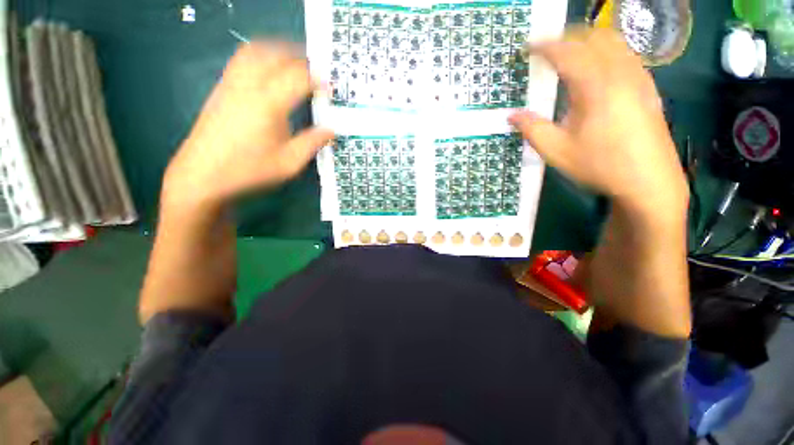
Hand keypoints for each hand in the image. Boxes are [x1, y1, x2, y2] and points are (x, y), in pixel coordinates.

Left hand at [162, 42, 333, 208]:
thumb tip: (330, 131)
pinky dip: (260, 56)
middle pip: (277, 55)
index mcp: (268, 104)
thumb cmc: (249, 171)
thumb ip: (312, 143)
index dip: (318, 80)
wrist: (203, 175)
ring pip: (256, 50)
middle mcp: (248, 86)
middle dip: (300, 58)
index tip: (330, 90)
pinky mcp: (221, 89)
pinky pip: (242, 59)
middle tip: (316, 73)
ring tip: (294, 64)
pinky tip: (268, 71)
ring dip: (278, 51)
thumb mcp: (289, 163)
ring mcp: (231, 84)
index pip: (298, 78)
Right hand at [509, 28, 686, 216]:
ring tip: (569, 55)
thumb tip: (511, 116)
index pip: (567, 53)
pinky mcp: (648, 88)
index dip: (544, 47)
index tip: (527, 49)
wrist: (649, 182)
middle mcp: (621, 74)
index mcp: (596, 87)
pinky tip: (597, 70)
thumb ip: (532, 129)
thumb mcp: (557, 152)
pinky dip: (606, 52)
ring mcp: (639, 78)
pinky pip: (626, 55)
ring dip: (588, 41)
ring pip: (614, 42)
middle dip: (568, 37)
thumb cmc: (600, 166)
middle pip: (594, 37)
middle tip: (546, 50)